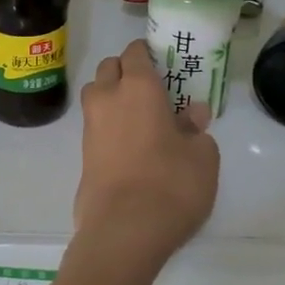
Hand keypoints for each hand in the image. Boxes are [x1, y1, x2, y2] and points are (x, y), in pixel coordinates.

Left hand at [73, 40, 218, 269]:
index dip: (147, 53)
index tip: (162, 62)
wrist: (124, 230)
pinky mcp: (82, 156)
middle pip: (109, 69)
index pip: (135, 53)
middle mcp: (108, 98)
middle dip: (125, 71)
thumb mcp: (202, 157)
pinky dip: (108, 127)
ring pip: (96, 95)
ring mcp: (90, 127)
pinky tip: (130, 146)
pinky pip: (95, 127)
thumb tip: (192, 116)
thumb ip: (196, 130)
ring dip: (111, 97)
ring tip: (138, 117)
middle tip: (150, 90)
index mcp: (138, 87)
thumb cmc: (171, 184)